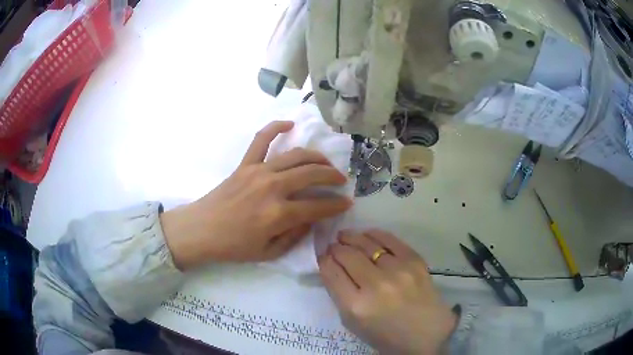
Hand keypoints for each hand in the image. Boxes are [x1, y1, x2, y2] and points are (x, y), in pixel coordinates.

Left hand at [161, 121, 352, 269]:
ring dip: (316, 158)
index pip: (318, 207)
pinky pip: (261, 139)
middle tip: (341, 181)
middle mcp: (272, 187)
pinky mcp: (245, 164)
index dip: (336, 205)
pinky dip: (276, 128)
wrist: (201, 230)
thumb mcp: (269, 252)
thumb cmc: (234, 246)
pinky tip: (290, 124)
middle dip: (332, 176)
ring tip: (325, 163)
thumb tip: (312, 219)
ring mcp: (258, 171)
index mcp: (279, 214)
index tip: (347, 203)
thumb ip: (295, 236)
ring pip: (295, 156)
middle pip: (312, 174)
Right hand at [319, 230, 456, 354]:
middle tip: (333, 247)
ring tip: (345, 236)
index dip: (324, 260)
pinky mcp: (415, 261)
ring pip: (366, 243)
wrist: (426, 334)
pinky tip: (367, 235)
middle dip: (335, 248)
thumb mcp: (353, 323)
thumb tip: (333, 267)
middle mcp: (376, 285)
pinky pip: (389, 239)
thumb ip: (340, 294)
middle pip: (347, 255)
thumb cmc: (385, 335)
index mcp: (356, 306)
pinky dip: (374, 235)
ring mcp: (398, 271)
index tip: (324, 257)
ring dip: (351, 238)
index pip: (331, 272)